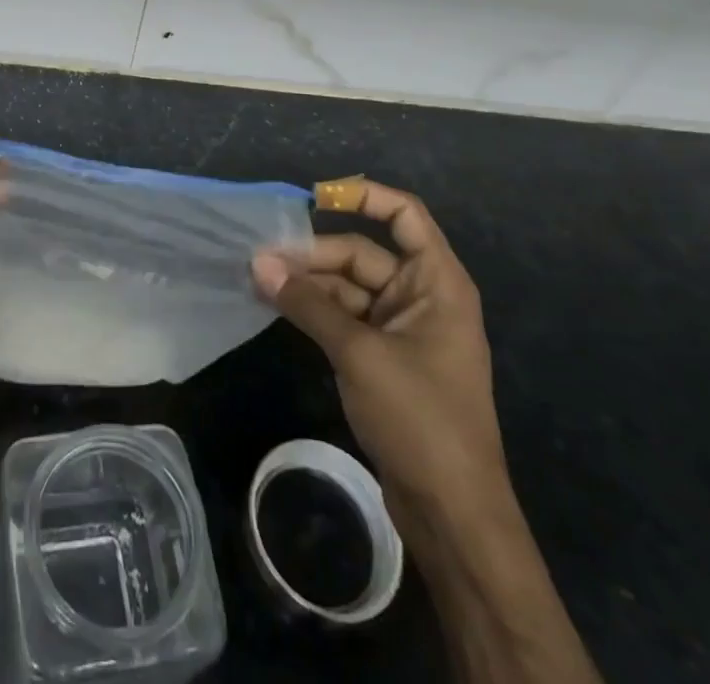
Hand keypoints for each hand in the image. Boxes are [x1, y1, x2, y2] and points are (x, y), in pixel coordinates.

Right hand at [252, 179, 509, 540]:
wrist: (452, 513)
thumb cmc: (420, 417)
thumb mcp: (359, 353)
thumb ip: (308, 303)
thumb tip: (258, 262)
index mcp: (437, 282)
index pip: (405, 215)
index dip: (364, 195)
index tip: (315, 196)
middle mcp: (421, 296)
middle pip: (362, 253)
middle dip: (314, 254)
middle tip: (261, 259)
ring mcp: (402, 328)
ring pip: (347, 286)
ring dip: (308, 283)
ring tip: (259, 280)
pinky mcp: (383, 357)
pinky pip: (344, 316)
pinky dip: (314, 310)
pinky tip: (278, 306)